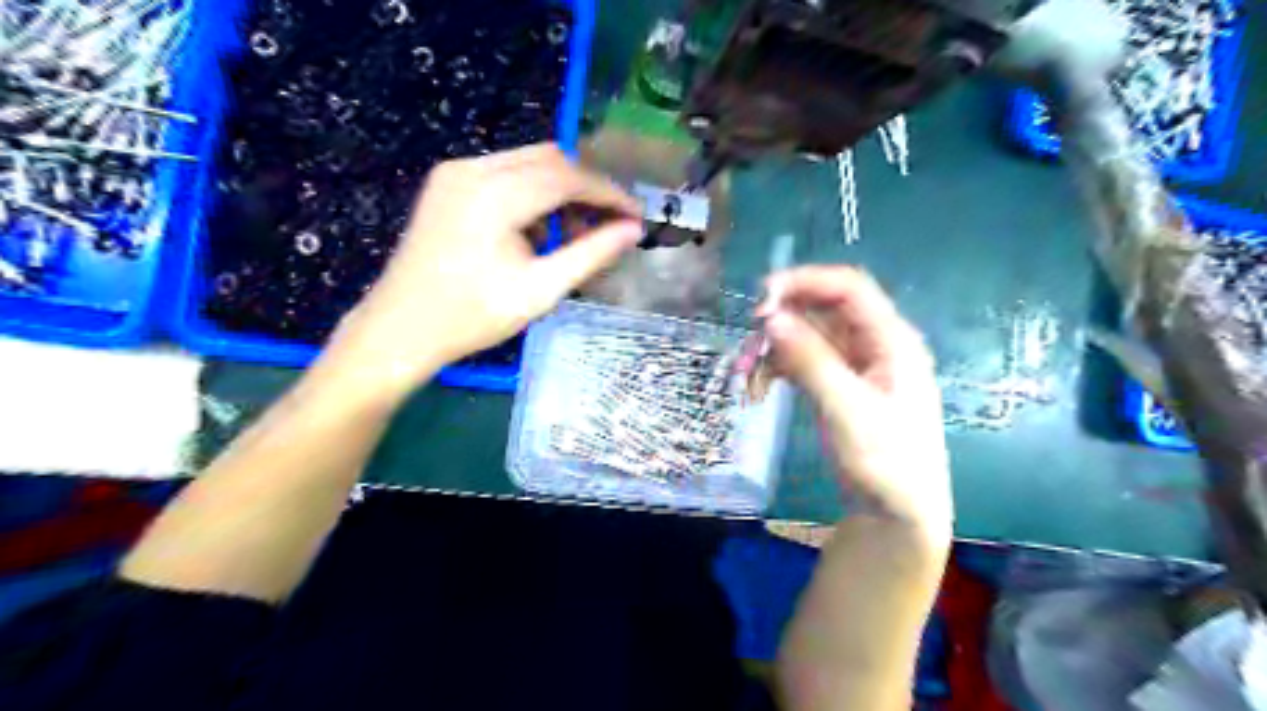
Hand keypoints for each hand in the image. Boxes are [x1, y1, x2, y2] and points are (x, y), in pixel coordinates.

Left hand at [325, 144, 643, 399]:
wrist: (400, 329)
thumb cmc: (473, 317)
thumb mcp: (541, 290)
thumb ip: (591, 254)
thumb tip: (633, 230)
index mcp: (495, 195)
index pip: (569, 177)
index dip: (609, 194)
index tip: (636, 216)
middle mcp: (473, 169)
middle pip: (551, 160)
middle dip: (585, 190)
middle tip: (607, 226)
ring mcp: (456, 172)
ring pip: (528, 163)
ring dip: (559, 191)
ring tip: (571, 234)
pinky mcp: (447, 183)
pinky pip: (504, 173)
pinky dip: (531, 194)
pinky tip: (535, 230)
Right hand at [761, 267, 949, 539]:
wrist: (897, 514)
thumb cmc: (885, 462)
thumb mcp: (847, 409)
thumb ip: (811, 361)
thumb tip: (772, 318)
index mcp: (892, 340)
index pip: (849, 288)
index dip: (805, 282)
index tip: (762, 298)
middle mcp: (875, 344)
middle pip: (824, 309)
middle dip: (783, 319)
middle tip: (749, 341)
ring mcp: (857, 365)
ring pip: (809, 335)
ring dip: (776, 347)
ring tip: (748, 374)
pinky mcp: (840, 385)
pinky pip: (805, 360)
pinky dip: (781, 367)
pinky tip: (761, 386)